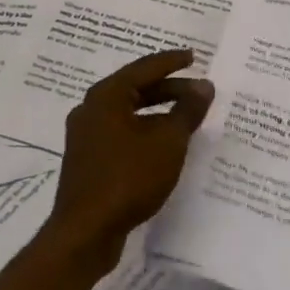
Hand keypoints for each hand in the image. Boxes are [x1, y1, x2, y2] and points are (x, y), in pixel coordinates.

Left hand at [43, 49, 213, 273]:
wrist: (85, 232)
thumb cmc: (127, 178)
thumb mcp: (167, 142)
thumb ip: (187, 111)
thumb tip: (204, 86)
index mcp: (106, 95)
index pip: (144, 68)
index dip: (172, 62)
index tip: (194, 57)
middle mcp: (91, 108)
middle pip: (135, 89)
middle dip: (169, 89)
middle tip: (198, 91)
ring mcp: (86, 136)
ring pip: (128, 113)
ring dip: (158, 112)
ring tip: (186, 117)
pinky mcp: (88, 160)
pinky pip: (121, 133)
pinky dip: (145, 131)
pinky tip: (164, 145)